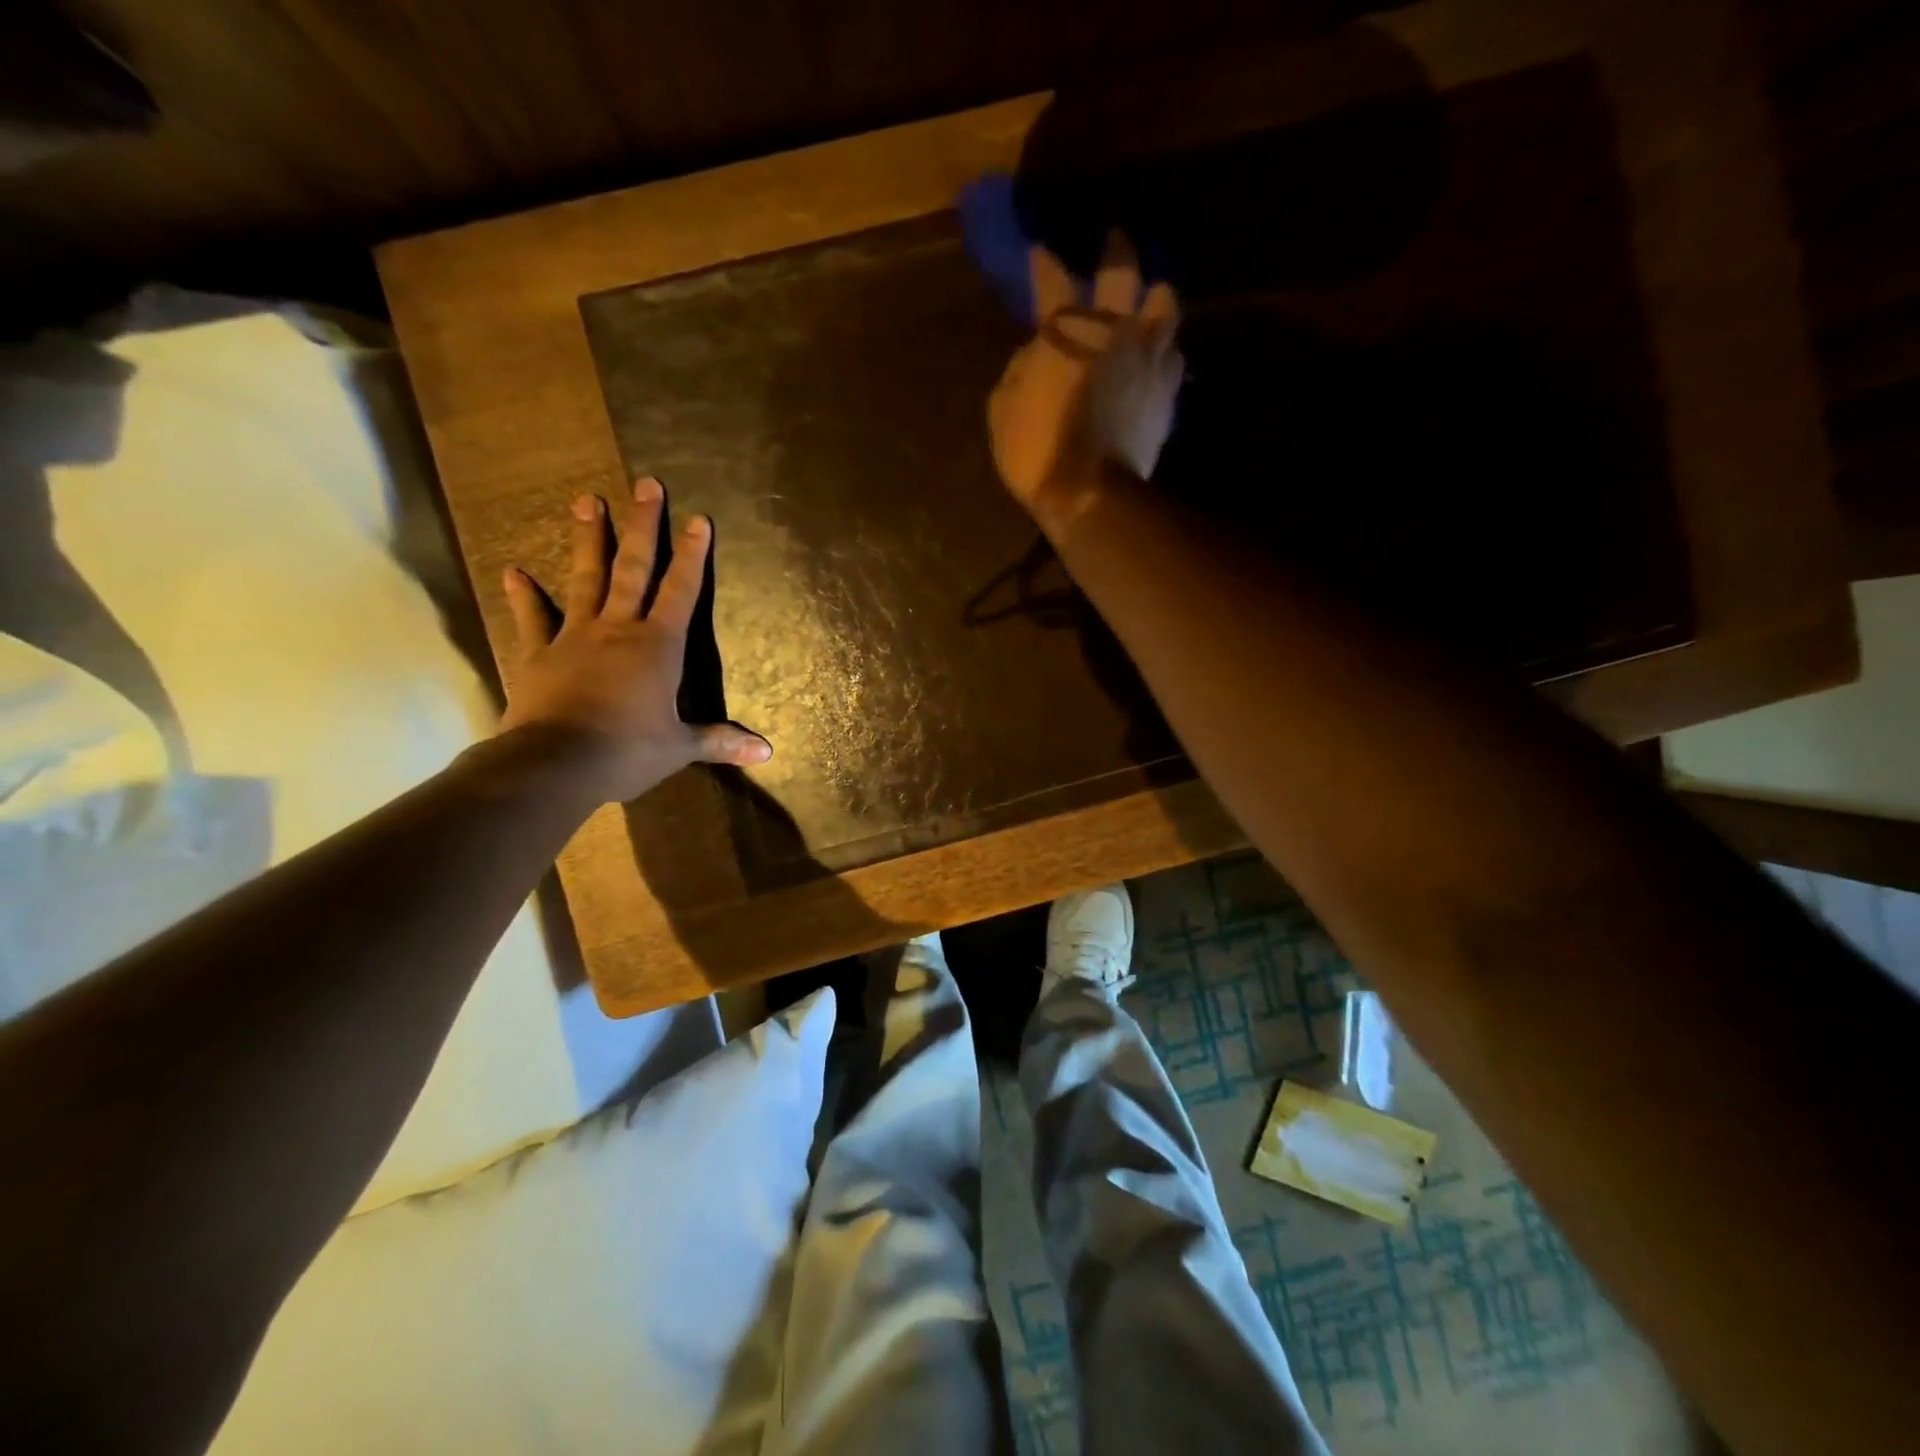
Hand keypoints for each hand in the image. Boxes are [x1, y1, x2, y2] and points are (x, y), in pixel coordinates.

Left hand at [499, 477, 769, 803]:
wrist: (556, 763)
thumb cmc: (628, 750)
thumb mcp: (680, 747)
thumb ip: (721, 741)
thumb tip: (768, 753)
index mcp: (658, 646)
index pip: (681, 591)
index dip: (692, 555)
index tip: (698, 519)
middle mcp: (618, 629)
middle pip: (633, 569)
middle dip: (643, 526)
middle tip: (646, 484)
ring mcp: (574, 637)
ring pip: (585, 580)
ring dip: (588, 541)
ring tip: (586, 501)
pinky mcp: (537, 655)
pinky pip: (531, 620)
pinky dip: (523, 597)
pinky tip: (514, 571)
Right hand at [986, 232, 1182, 539]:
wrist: (1091, 496)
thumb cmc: (1038, 453)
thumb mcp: (1004, 412)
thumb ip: (1017, 372)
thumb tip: (1032, 353)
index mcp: (1067, 332)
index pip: (1053, 282)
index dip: (1045, 266)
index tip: (1040, 255)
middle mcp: (1114, 330)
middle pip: (1124, 271)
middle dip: (1117, 251)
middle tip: (1115, 243)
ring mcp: (1148, 359)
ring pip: (1166, 304)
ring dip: (1155, 297)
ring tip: (1150, 302)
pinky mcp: (1167, 392)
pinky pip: (1174, 354)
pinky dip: (1165, 348)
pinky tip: (1158, 355)